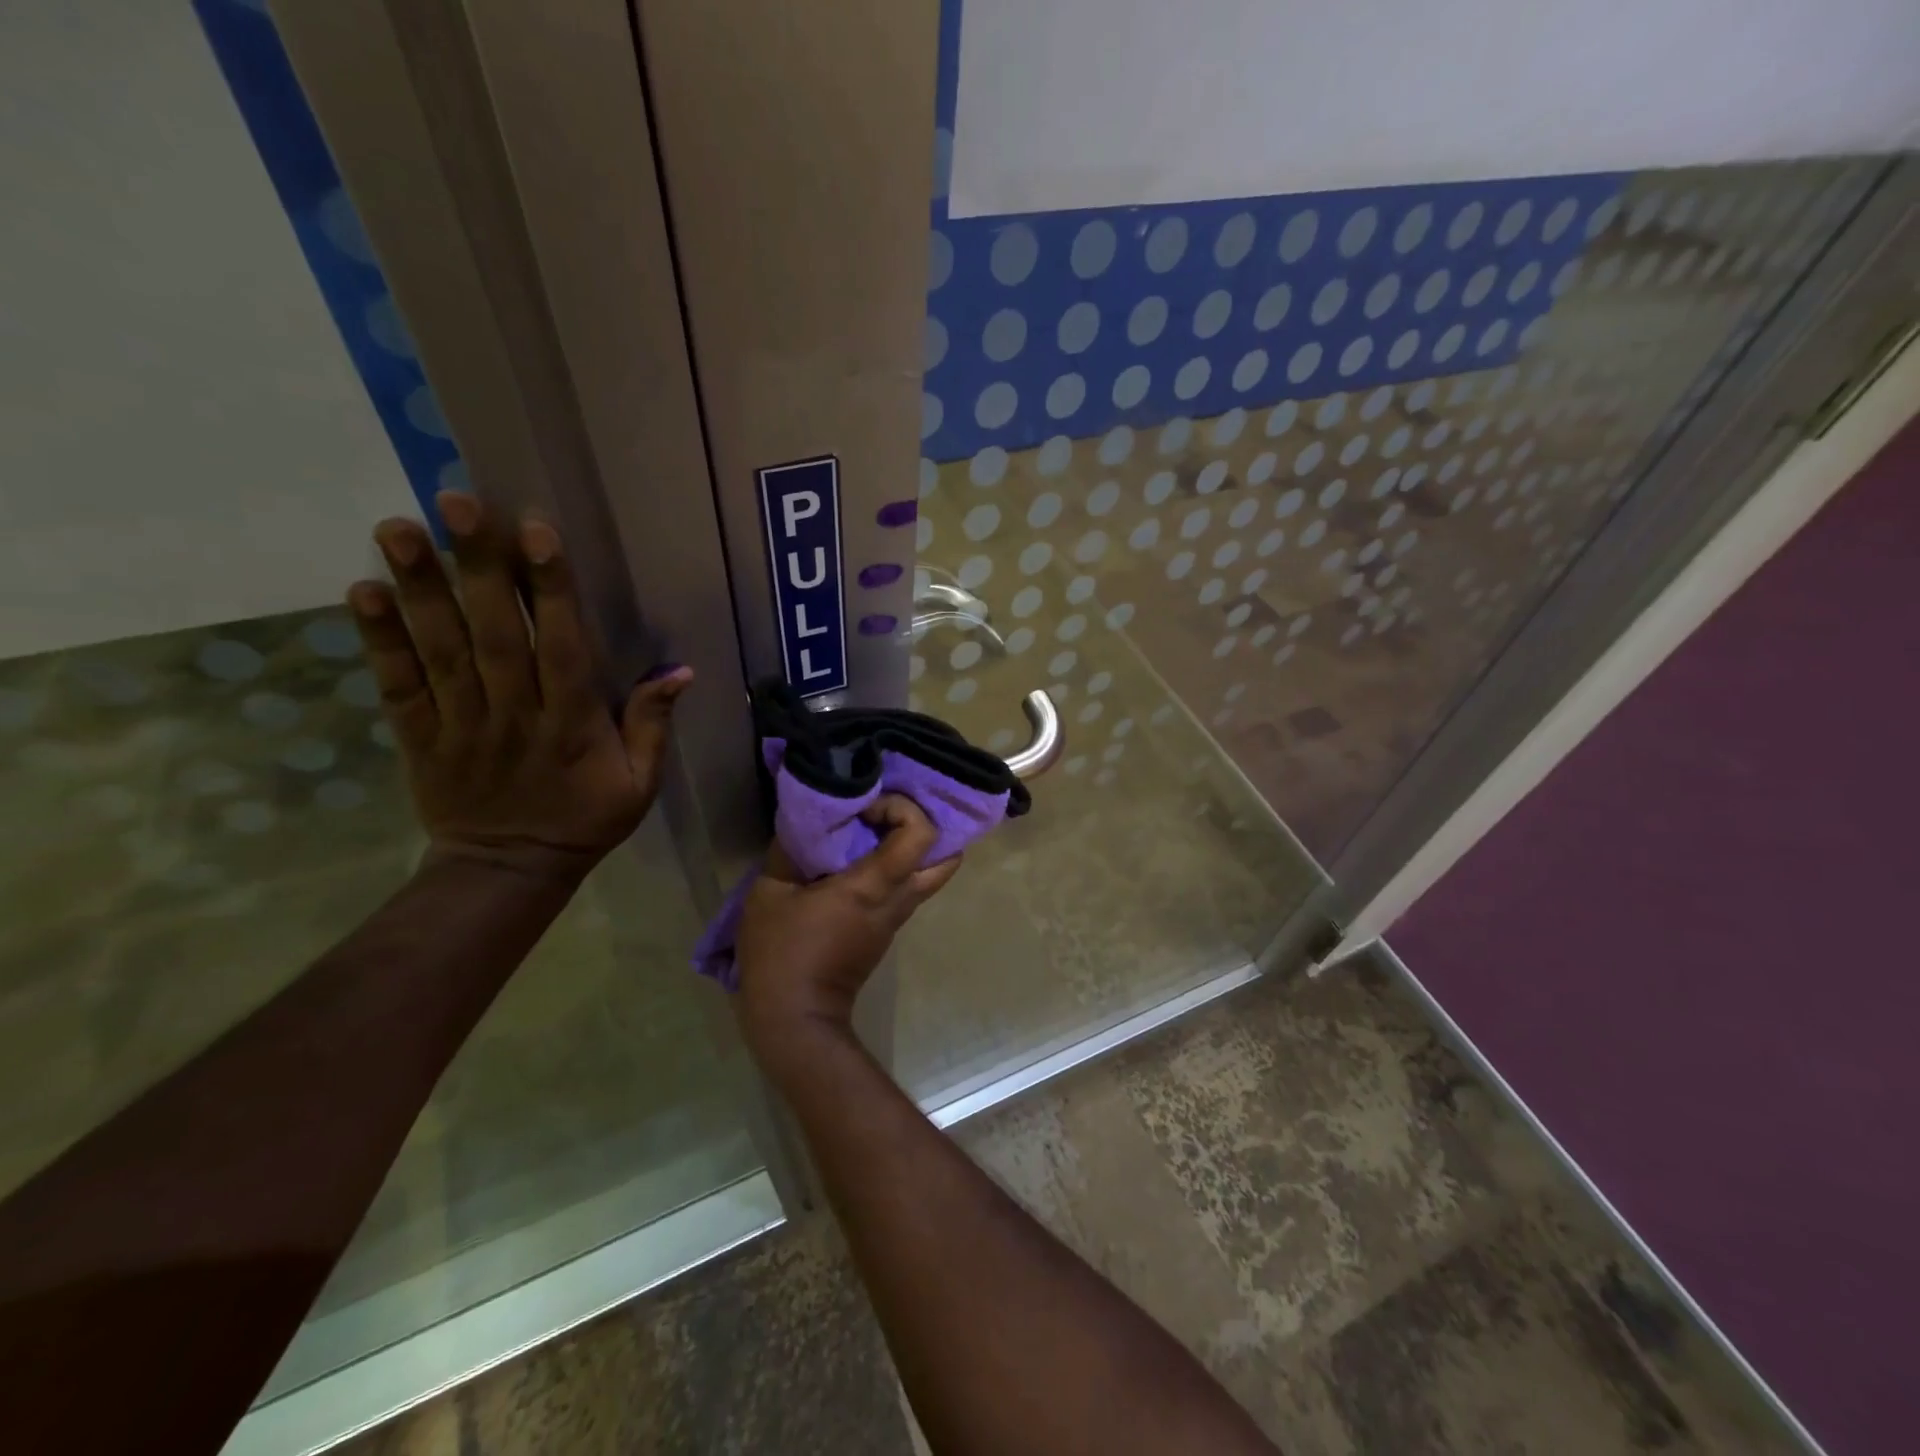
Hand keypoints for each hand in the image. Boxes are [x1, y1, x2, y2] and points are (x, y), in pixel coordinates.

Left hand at [348, 490, 690, 883]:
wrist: (509, 870)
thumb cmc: (585, 820)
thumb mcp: (640, 783)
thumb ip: (653, 726)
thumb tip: (682, 672)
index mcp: (572, 724)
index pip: (561, 647)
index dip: (548, 590)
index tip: (536, 533)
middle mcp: (514, 714)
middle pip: (494, 634)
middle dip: (476, 567)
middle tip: (457, 503)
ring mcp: (461, 724)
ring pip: (440, 650)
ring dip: (418, 589)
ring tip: (396, 528)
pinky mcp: (420, 737)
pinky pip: (398, 685)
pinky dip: (379, 640)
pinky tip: (362, 591)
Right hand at [735, 794, 960, 1067]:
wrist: (795, 1020)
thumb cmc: (780, 954)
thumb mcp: (769, 893)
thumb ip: (790, 849)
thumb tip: (807, 820)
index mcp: (874, 886)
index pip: (921, 835)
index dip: (903, 808)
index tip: (868, 807)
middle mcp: (898, 900)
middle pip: (947, 857)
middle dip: (926, 827)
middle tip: (888, 815)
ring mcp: (897, 918)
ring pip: (930, 874)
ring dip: (911, 848)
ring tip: (873, 831)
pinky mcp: (887, 931)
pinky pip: (908, 889)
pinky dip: (898, 867)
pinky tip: (862, 859)